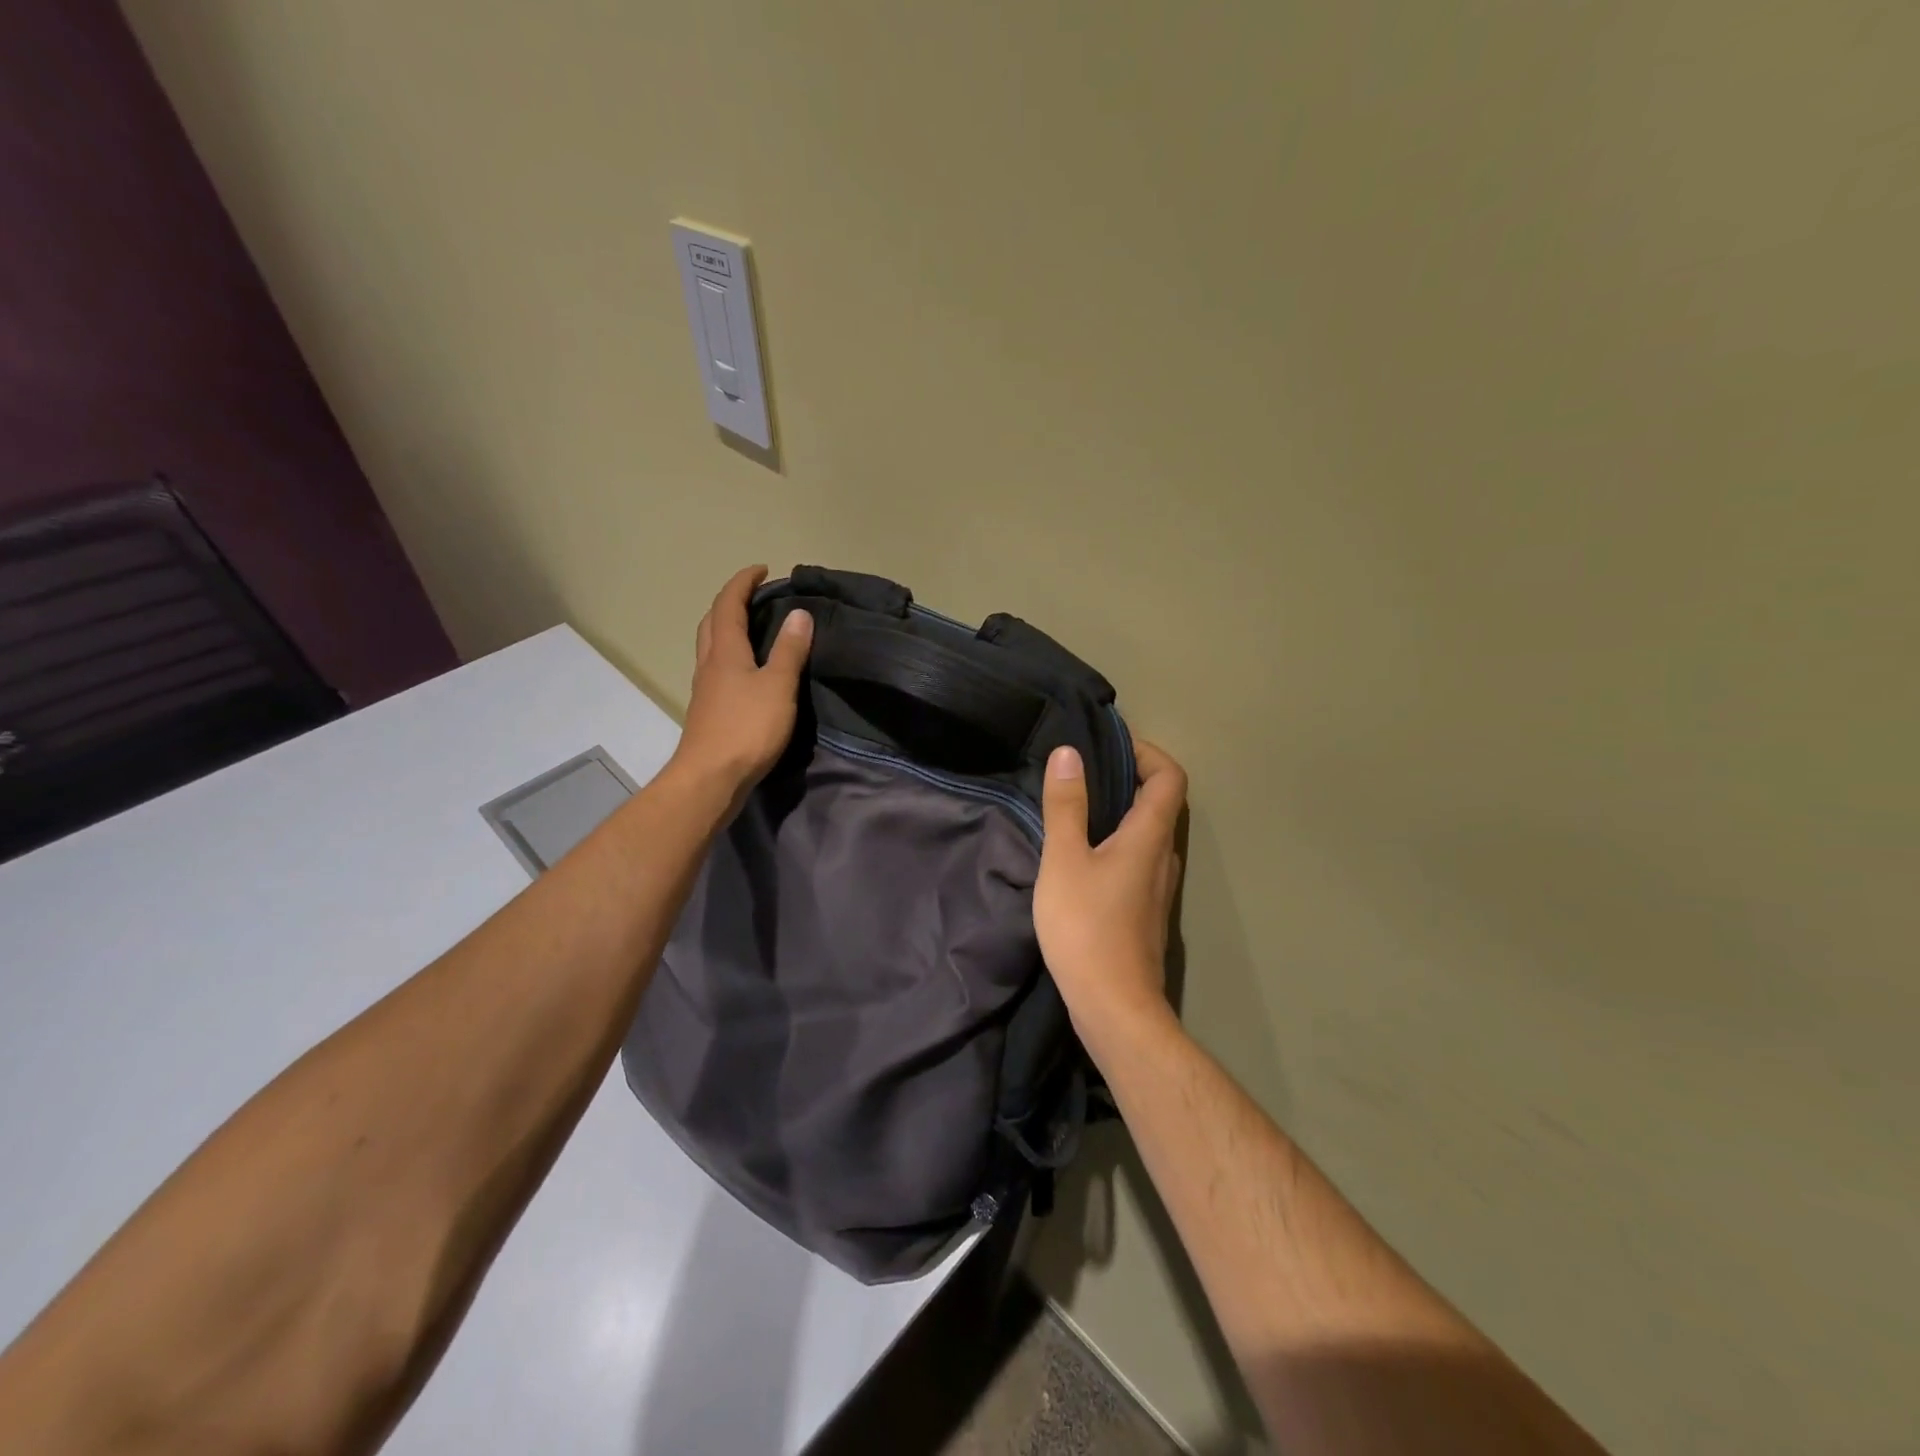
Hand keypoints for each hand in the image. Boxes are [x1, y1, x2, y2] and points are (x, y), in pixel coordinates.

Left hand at [668, 566, 812, 804]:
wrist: (710, 779)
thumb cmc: (746, 728)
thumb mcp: (778, 686)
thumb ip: (789, 650)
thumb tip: (799, 613)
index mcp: (725, 651)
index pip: (728, 605)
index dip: (743, 583)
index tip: (762, 570)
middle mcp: (709, 664)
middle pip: (712, 622)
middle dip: (730, 602)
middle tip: (755, 597)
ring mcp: (705, 689)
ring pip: (711, 647)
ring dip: (728, 629)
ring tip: (754, 629)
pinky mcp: (708, 711)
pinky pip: (717, 670)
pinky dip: (731, 656)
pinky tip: (748, 672)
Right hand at [1033, 739, 1186, 1040]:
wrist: (1114, 1006)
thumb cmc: (1086, 927)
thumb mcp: (1065, 859)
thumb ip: (1066, 805)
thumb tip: (1069, 753)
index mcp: (1150, 836)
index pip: (1170, 777)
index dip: (1147, 752)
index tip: (1109, 746)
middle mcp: (1163, 857)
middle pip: (1160, 803)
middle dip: (1128, 779)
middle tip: (1084, 772)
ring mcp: (1157, 888)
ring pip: (1148, 835)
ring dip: (1121, 813)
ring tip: (1078, 809)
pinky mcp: (1144, 912)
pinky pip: (1138, 861)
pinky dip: (1116, 844)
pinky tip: (1082, 858)